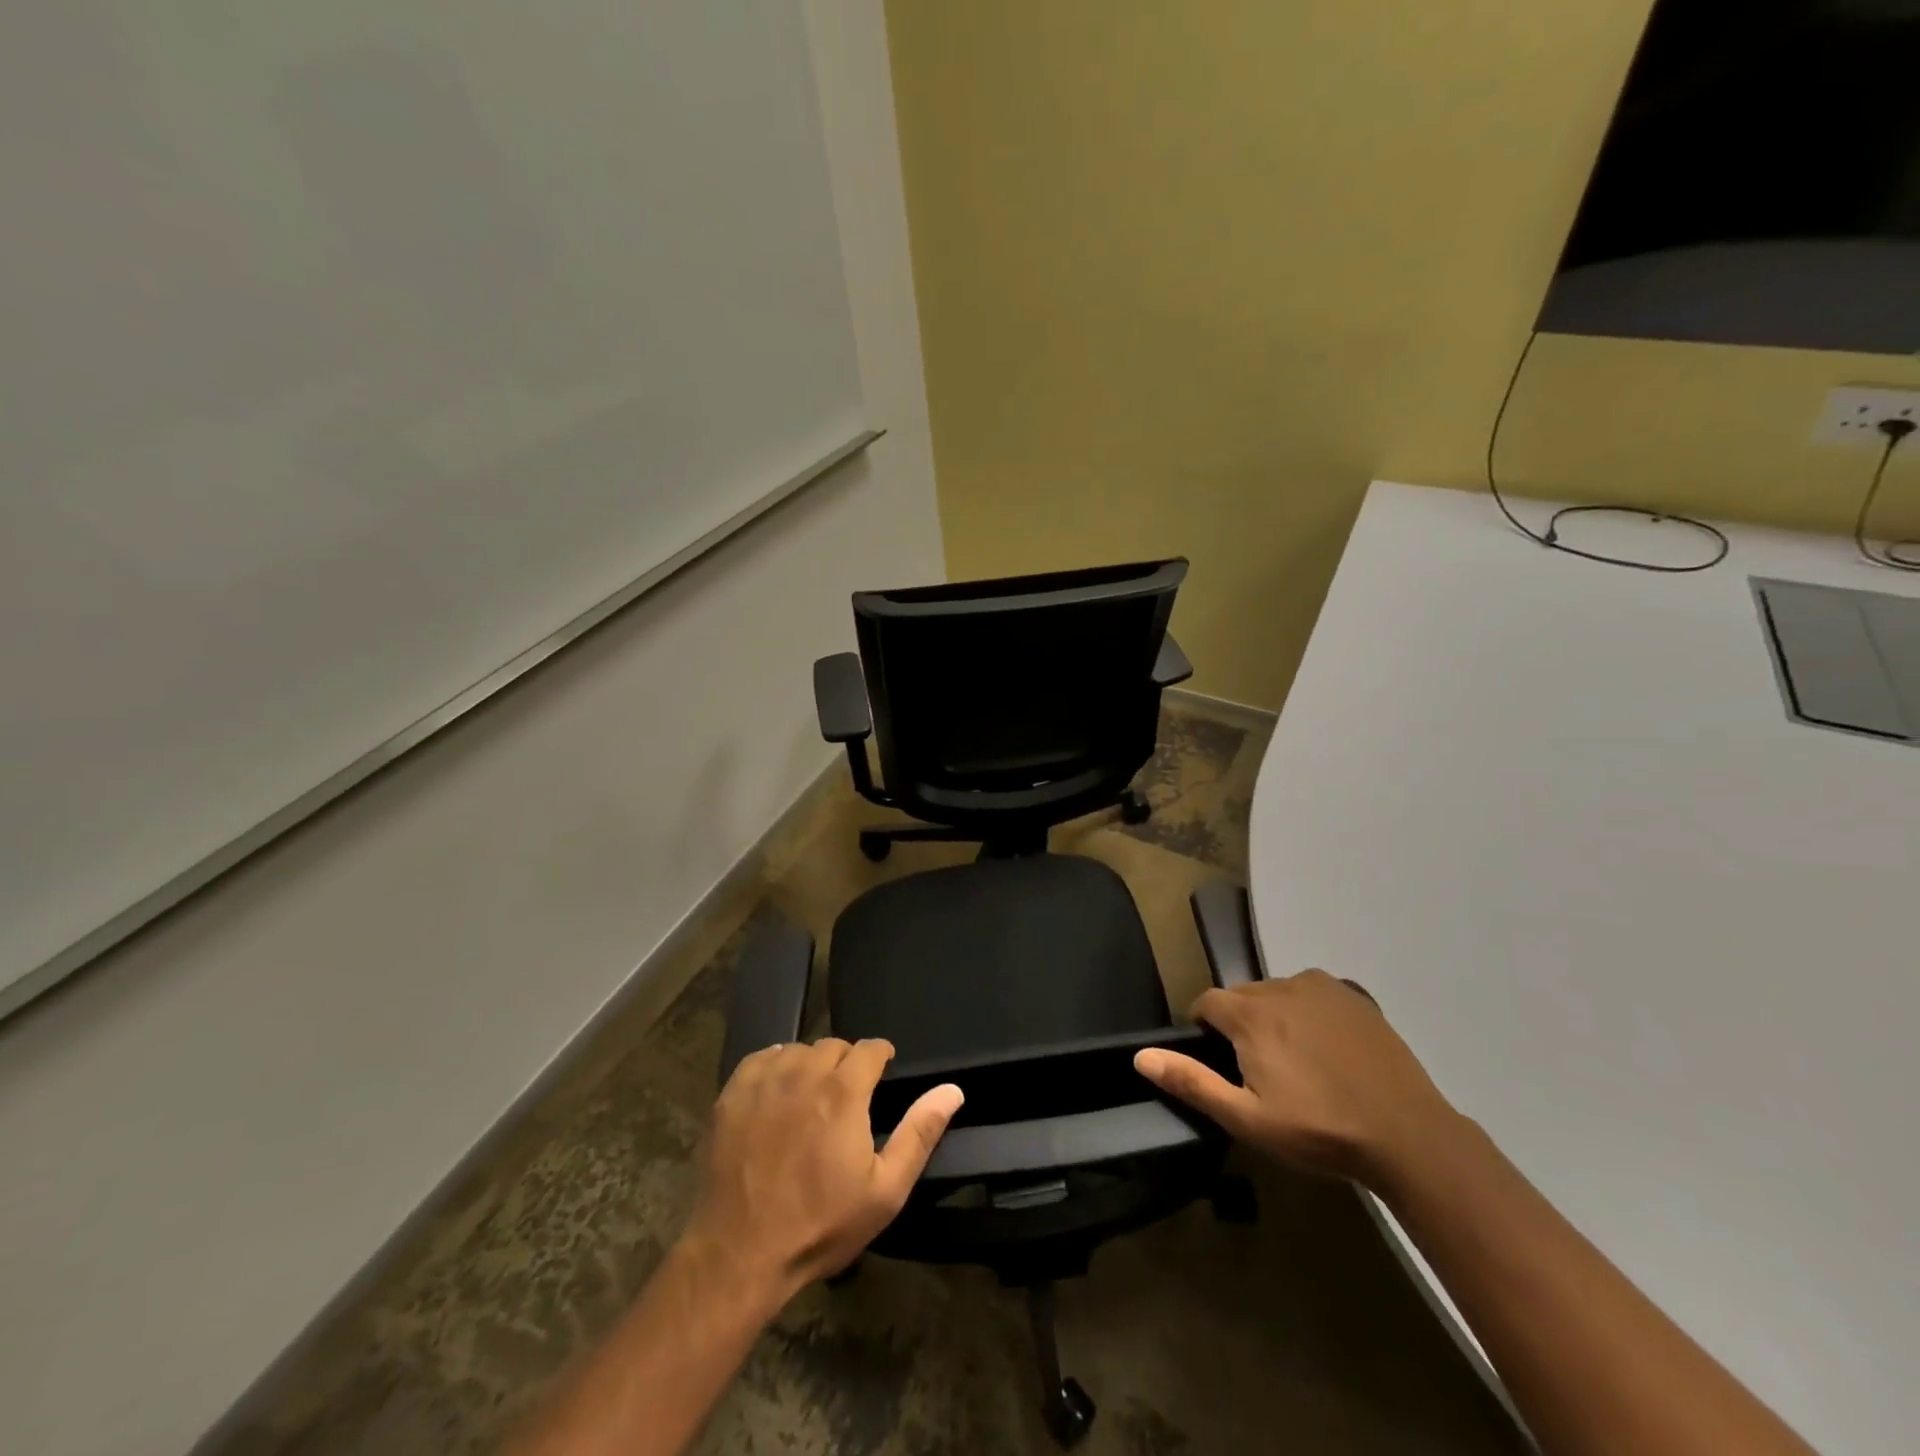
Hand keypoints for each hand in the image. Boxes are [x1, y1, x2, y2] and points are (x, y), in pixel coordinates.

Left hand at [683, 1039, 962, 1303]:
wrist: (740, 1254)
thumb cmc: (820, 1224)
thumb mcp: (885, 1191)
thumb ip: (919, 1133)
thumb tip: (952, 1090)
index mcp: (844, 1091)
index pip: (870, 1048)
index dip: (880, 1057)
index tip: (882, 1073)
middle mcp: (804, 1073)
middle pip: (833, 1046)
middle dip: (846, 1063)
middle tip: (847, 1096)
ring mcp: (764, 1082)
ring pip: (797, 1050)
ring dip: (810, 1064)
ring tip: (812, 1096)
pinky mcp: (732, 1094)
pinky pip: (761, 1058)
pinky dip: (775, 1066)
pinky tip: (777, 1092)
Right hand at [1134, 971, 1460, 1190]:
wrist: (1408, 1136)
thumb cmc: (1319, 1129)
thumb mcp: (1247, 1118)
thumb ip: (1192, 1082)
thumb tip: (1140, 1056)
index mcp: (1250, 1013)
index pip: (1207, 1003)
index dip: (1205, 1030)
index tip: (1220, 1063)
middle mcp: (1281, 986)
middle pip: (1243, 997)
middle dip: (1240, 1026)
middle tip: (1260, 1072)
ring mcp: (1323, 987)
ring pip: (1278, 994)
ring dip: (1275, 1018)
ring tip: (1297, 1063)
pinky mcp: (1355, 997)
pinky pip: (1315, 995)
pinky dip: (1310, 1013)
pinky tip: (1329, 1050)